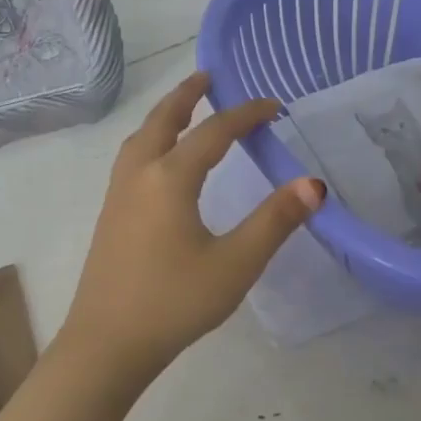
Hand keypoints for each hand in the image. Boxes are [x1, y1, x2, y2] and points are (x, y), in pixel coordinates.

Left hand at [58, 72, 325, 380]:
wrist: (106, 344)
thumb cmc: (174, 302)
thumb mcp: (234, 264)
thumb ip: (274, 221)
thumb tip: (313, 184)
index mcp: (169, 178)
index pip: (214, 132)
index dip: (246, 115)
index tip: (274, 106)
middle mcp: (139, 174)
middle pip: (163, 120)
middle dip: (188, 95)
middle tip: (209, 77)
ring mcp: (117, 194)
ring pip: (141, 137)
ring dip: (164, 115)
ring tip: (185, 109)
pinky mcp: (109, 215)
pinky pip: (131, 158)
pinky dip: (150, 139)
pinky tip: (159, 161)